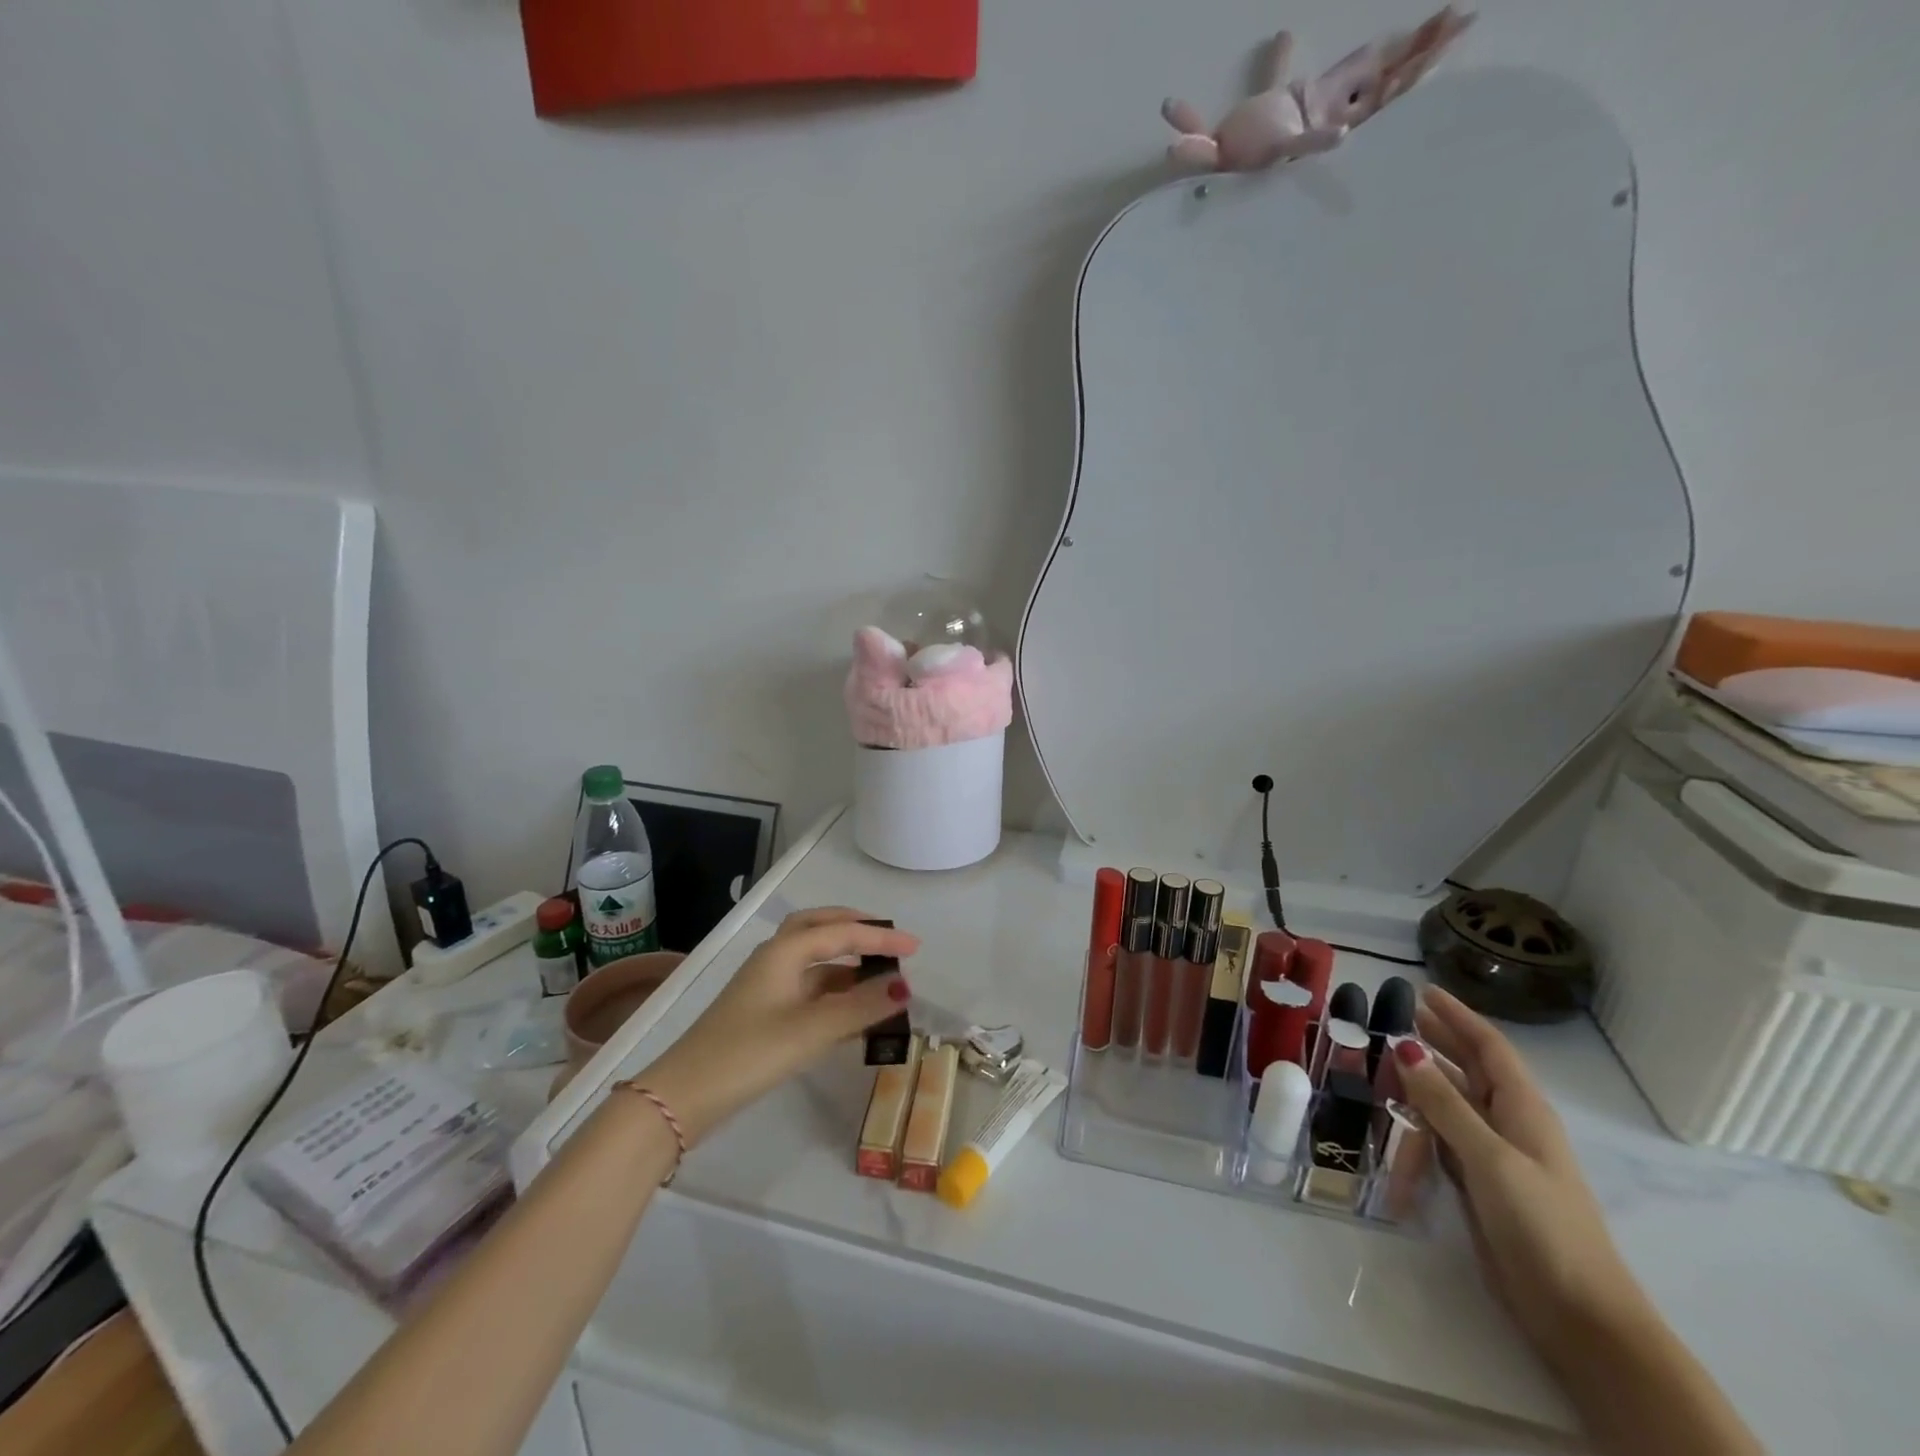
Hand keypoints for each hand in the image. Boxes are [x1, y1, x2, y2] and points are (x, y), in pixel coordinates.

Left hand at [635, 908, 918, 1147]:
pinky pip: (808, 988)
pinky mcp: (763, 1012)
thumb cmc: (749, 1053)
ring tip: (880, 978)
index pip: (842, 933)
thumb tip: (904, 986)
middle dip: (856, 929)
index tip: (916, 948)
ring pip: (814, 961)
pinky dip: (834, 990)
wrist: (683, 1097)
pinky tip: (852, 1012)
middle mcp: (775, 959)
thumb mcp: (811, 1030)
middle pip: (820, 929)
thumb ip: (861, 1007)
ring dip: (846, 963)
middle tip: (889, 941)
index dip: (881, 938)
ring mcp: (766, 985)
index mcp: (785, 952)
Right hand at [1393, 988, 1646, 1364]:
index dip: (1458, 1017)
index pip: (1489, 1047)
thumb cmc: (1542, 1225)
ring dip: (1424, 1077)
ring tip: (1383, 1056)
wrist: (1578, 1314)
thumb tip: (1404, 1045)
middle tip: (1396, 1014)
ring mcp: (1496, 1156)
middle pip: (1471, 1069)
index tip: (1423, 990)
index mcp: (1524, 1109)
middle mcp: (1510, 1124)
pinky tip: (1396, 1111)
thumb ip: (1444, 1102)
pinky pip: (1444, 1135)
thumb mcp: (1489, 1157)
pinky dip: (1420, 1116)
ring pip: (1454, 1101)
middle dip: (1438, 1039)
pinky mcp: (1481, 1184)